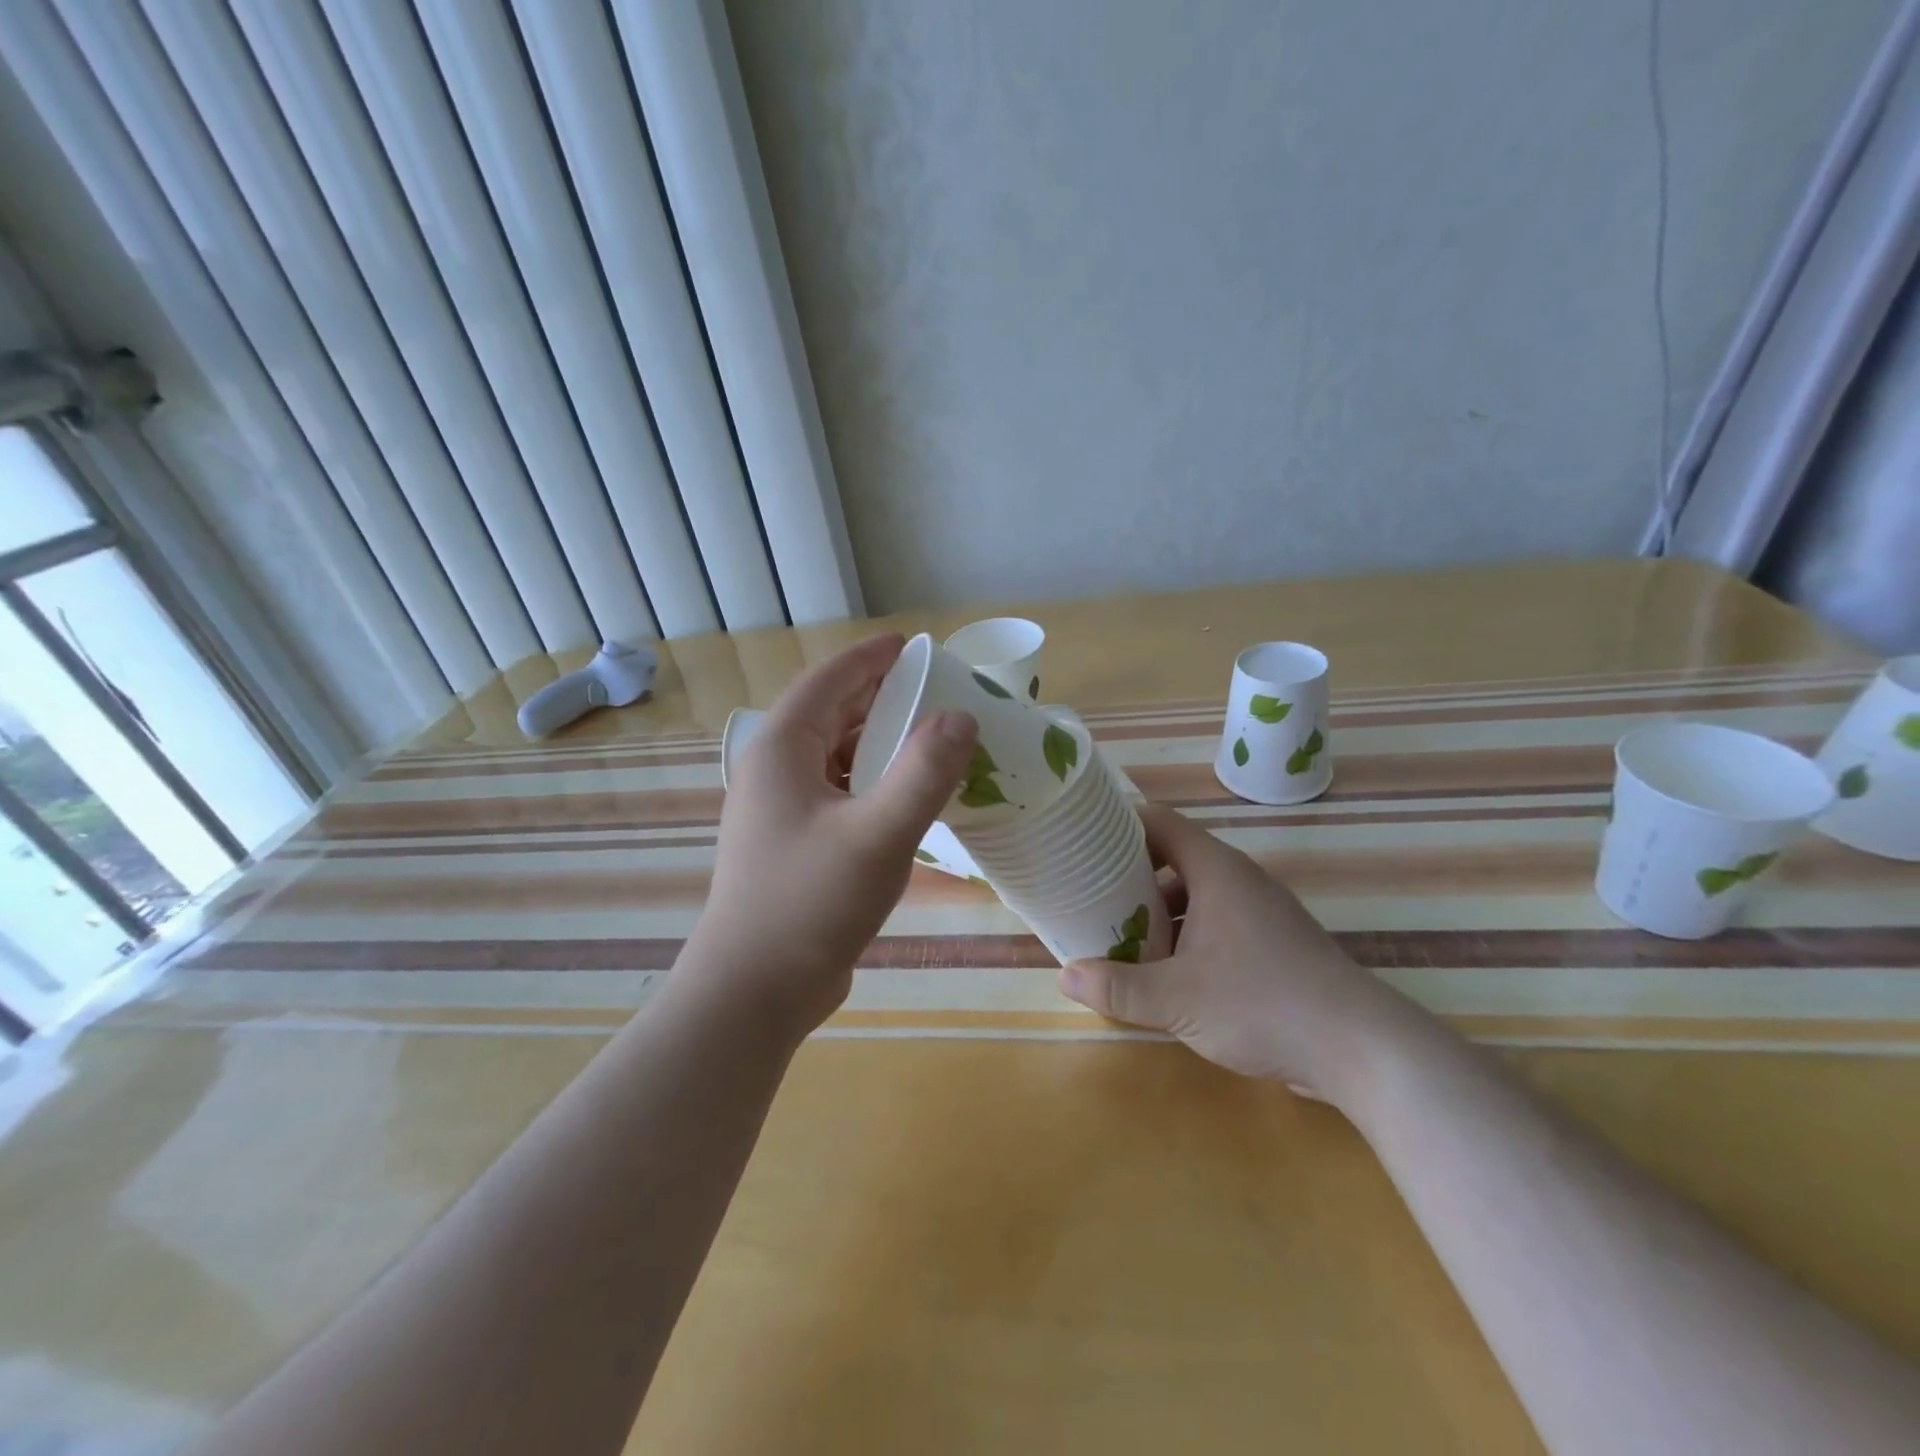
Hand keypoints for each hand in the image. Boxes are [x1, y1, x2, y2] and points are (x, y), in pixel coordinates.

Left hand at [688, 634, 978, 1035]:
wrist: (753, 992)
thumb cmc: (810, 903)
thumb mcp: (879, 834)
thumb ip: (925, 772)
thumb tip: (962, 718)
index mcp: (781, 751)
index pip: (828, 682)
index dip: (870, 658)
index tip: (913, 645)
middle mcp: (774, 772)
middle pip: (830, 716)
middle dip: (880, 698)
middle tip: (935, 691)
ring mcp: (780, 812)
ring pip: (835, 758)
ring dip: (878, 743)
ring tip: (929, 739)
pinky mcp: (794, 845)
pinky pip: (838, 793)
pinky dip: (872, 783)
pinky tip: (906, 797)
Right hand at [1058, 805, 1415, 1104]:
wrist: (1360, 1047)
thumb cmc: (1262, 1003)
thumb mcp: (1177, 998)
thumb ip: (1118, 986)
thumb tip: (1065, 976)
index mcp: (1215, 870)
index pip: (1158, 822)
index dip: (1118, 825)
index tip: (1081, 841)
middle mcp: (1238, 880)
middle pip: (1172, 858)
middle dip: (1129, 876)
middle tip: (1088, 895)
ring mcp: (1259, 912)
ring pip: (1194, 895)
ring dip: (1156, 912)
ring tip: (1117, 935)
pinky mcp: (1272, 944)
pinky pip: (1215, 924)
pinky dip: (1184, 936)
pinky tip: (1165, 972)